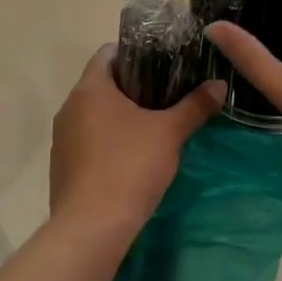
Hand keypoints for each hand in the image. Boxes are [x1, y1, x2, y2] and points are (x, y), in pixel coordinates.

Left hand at [49, 47, 225, 231]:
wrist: (92, 227)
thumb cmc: (130, 167)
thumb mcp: (169, 133)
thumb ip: (195, 106)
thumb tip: (219, 84)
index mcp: (90, 89)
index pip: (107, 53)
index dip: (135, 53)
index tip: (162, 64)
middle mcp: (69, 107)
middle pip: (102, 83)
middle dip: (133, 87)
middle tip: (167, 95)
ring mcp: (62, 139)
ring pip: (94, 114)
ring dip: (119, 116)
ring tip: (153, 126)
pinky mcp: (62, 166)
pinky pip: (87, 141)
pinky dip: (108, 141)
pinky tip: (131, 158)